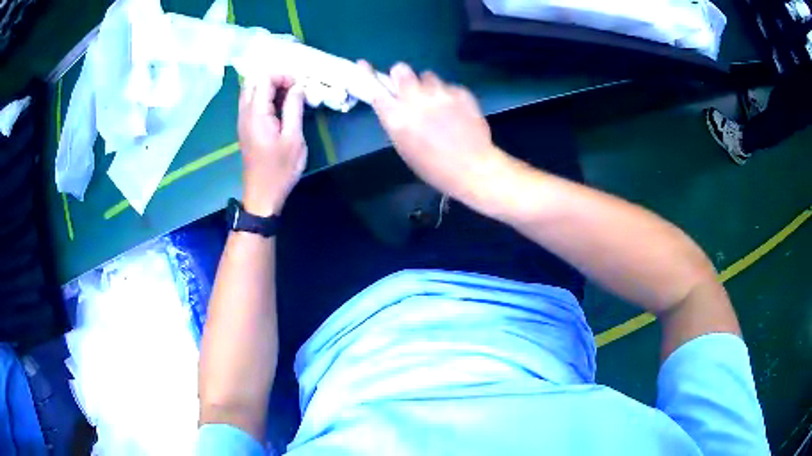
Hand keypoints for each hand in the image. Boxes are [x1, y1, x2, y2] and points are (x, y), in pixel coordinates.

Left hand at [238, 74, 305, 215]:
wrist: (262, 195)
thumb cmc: (280, 169)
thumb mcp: (293, 138)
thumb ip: (294, 108)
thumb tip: (298, 87)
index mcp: (256, 114)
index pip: (264, 79)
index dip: (283, 76)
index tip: (299, 86)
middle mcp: (245, 114)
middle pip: (254, 82)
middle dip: (274, 79)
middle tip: (293, 89)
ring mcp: (243, 121)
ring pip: (251, 92)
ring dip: (269, 89)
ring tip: (288, 98)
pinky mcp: (245, 129)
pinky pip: (251, 104)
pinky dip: (265, 99)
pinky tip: (280, 109)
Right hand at [359, 61, 510, 205]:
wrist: (473, 168)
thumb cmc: (433, 167)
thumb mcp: (404, 147)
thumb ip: (396, 120)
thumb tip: (394, 103)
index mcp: (396, 118)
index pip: (375, 88)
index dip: (367, 74)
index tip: (363, 64)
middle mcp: (415, 100)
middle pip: (400, 69)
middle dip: (401, 76)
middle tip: (409, 88)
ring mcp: (440, 93)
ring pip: (427, 75)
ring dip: (427, 86)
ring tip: (437, 103)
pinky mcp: (460, 92)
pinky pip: (448, 86)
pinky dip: (448, 95)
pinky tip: (456, 111)